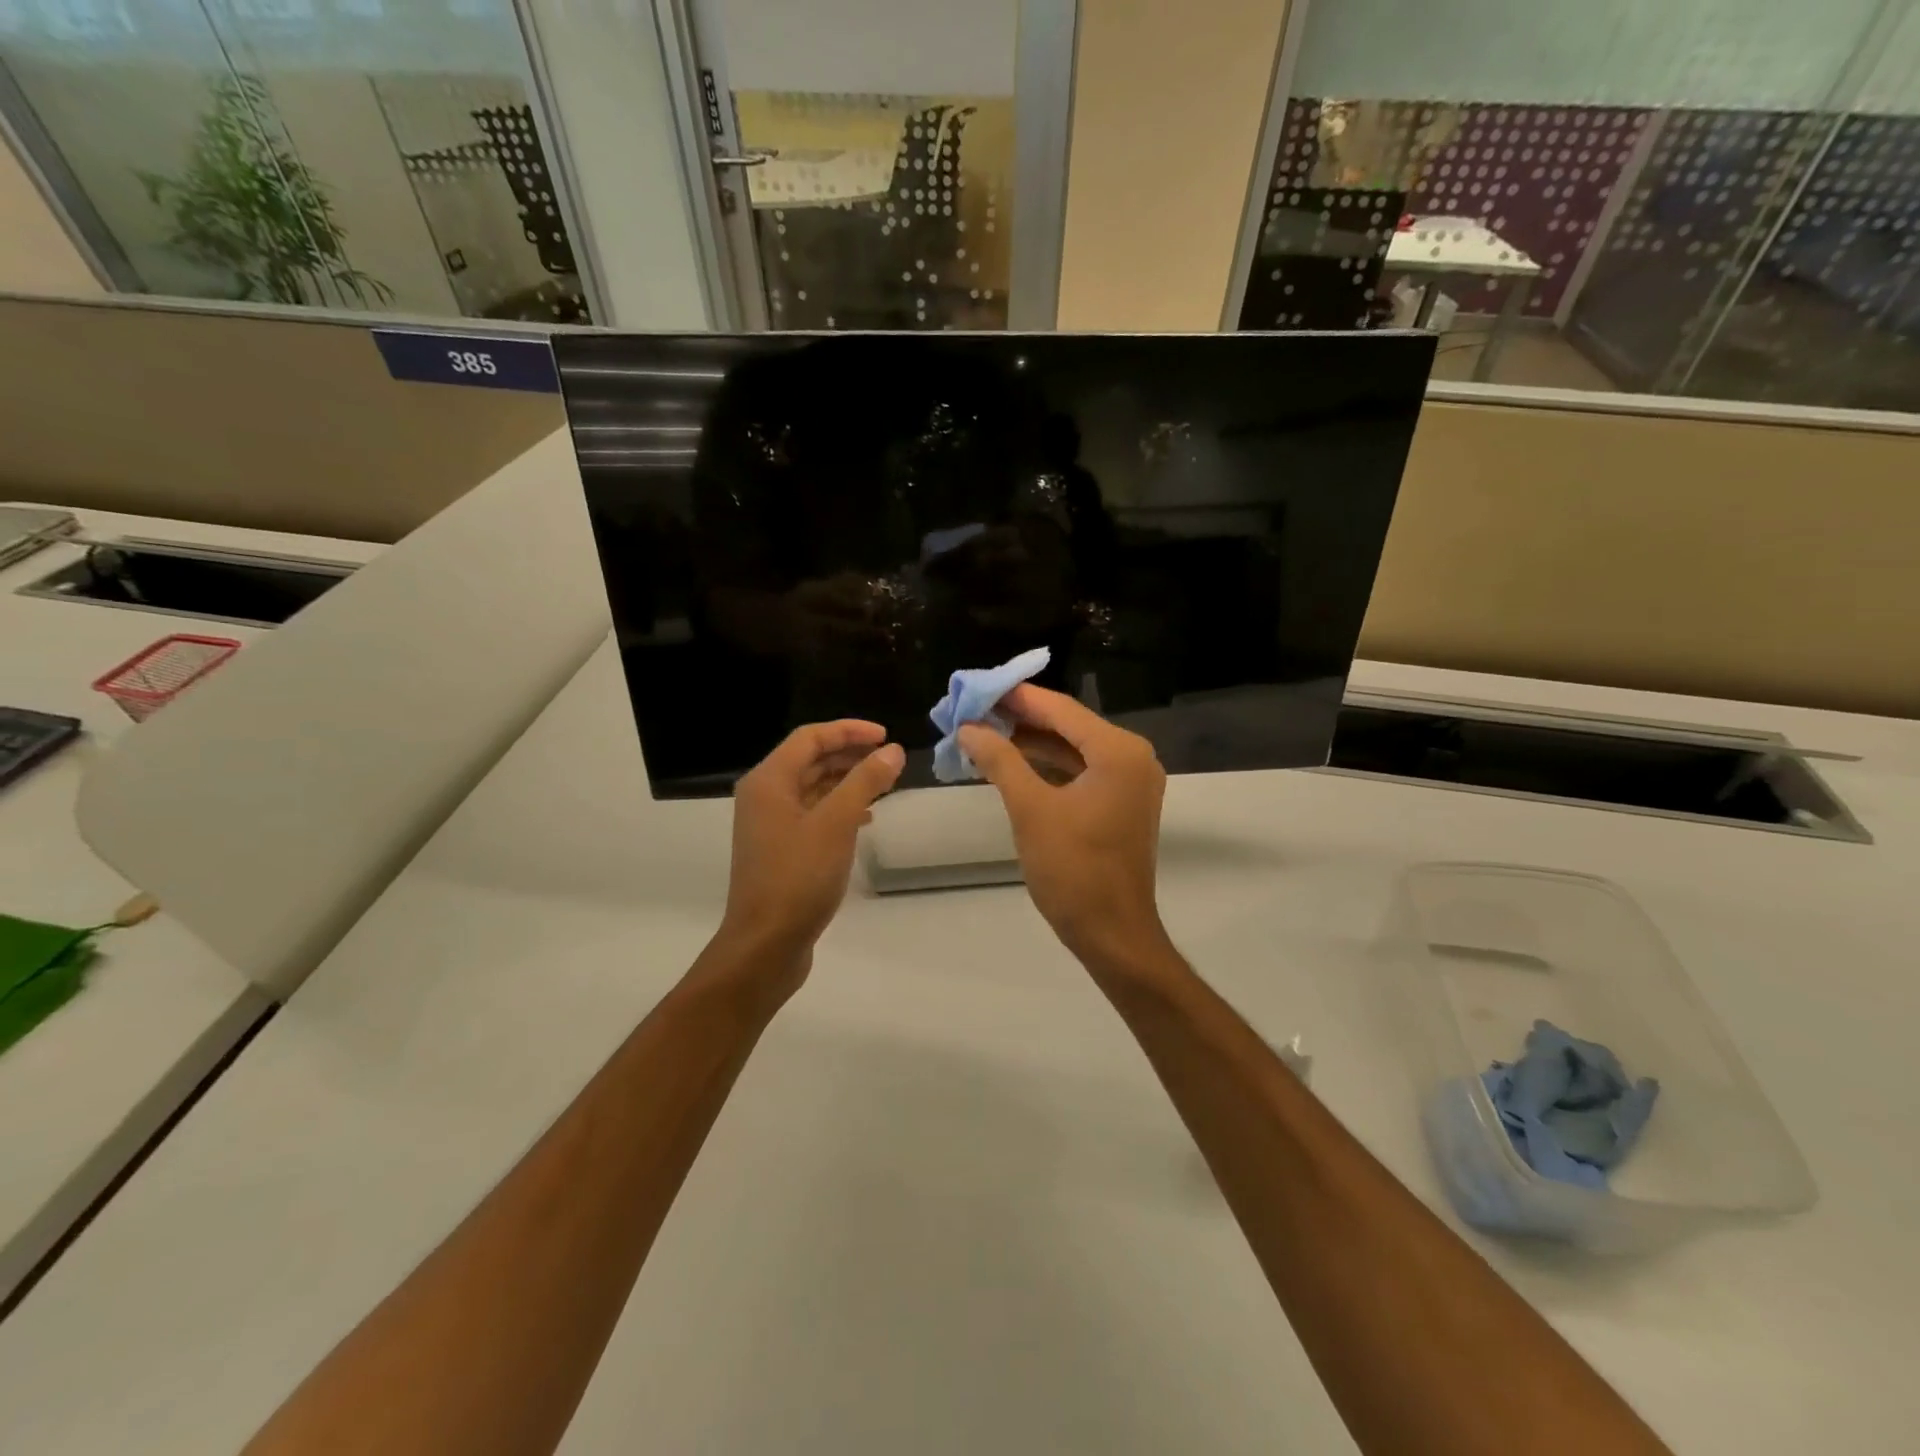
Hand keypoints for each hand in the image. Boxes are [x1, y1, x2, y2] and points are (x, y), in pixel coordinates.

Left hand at [717, 721, 904, 987]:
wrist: (766, 944)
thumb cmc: (798, 877)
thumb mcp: (837, 823)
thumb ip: (865, 782)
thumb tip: (892, 751)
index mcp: (769, 781)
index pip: (810, 738)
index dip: (849, 731)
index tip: (886, 737)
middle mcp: (764, 796)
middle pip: (810, 760)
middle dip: (850, 755)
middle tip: (889, 759)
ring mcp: (770, 825)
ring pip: (813, 788)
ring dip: (847, 781)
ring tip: (885, 785)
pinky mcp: (781, 850)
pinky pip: (813, 814)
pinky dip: (839, 808)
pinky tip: (866, 819)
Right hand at [958, 685, 1169, 966]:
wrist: (1112, 933)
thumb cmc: (1073, 870)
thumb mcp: (1030, 810)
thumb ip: (1000, 761)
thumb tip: (968, 728)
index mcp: (1118, 752)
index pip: (1061, 709)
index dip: (1016, 697)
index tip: (976, 687)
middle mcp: (1131, 757)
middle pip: (1068, 725)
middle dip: (1020, 719)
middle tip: (972, 711)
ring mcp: (1129, 781)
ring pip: (1073, 748)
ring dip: (1031, 743)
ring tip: (983, 734)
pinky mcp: (1121, 803)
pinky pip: (1080, 771)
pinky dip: (1047, 766)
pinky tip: (1012, 763)